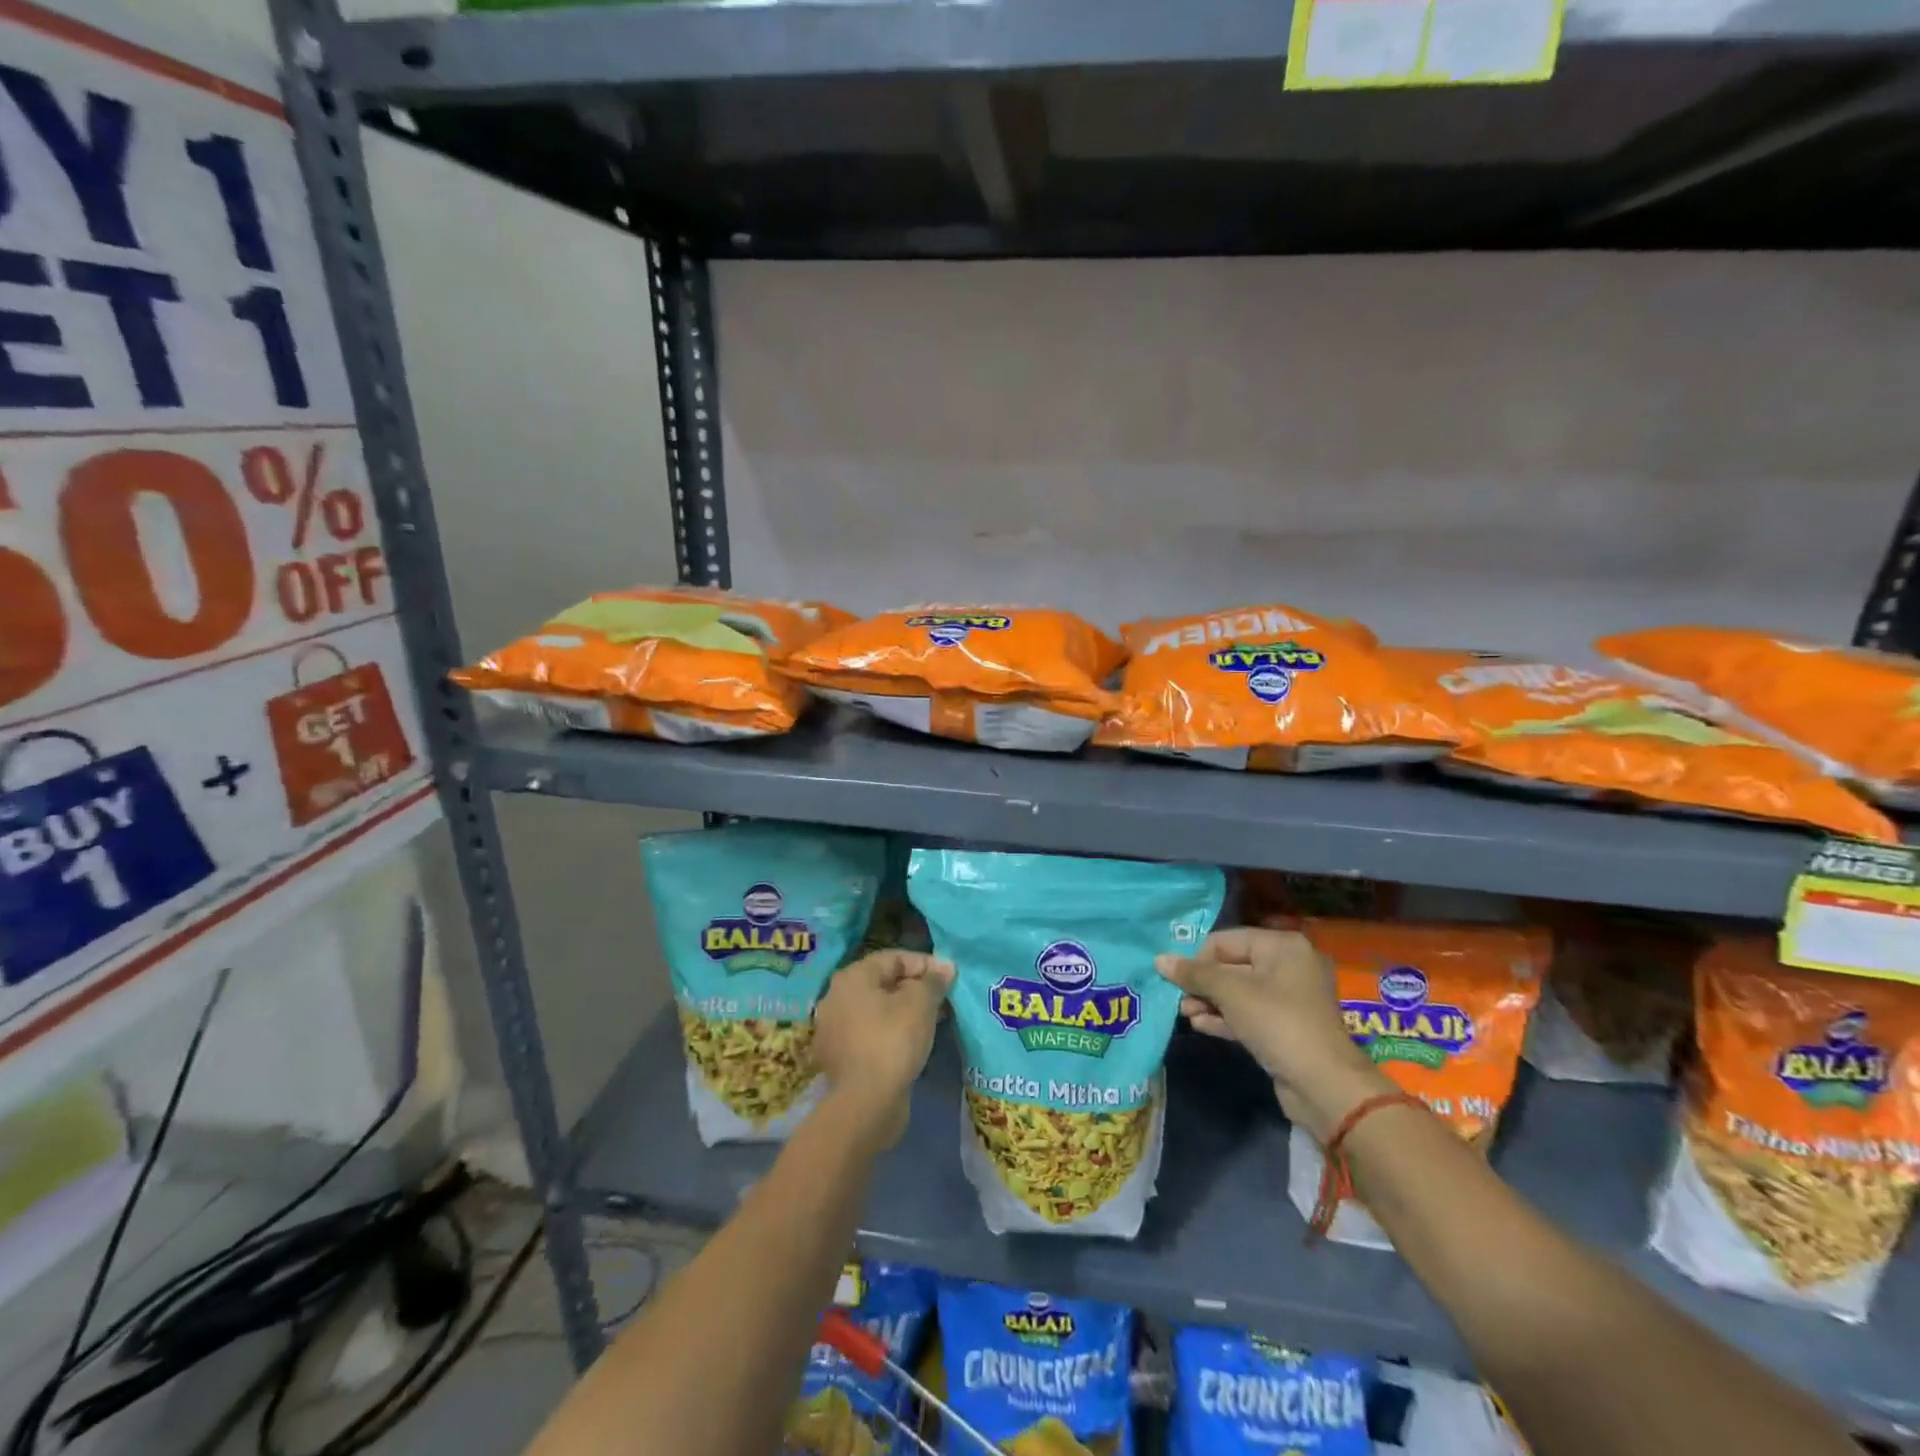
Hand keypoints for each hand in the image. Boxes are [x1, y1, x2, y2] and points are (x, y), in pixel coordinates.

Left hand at [813, 949, 953, 1148]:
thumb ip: (933, 981)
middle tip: (943, 999)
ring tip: (932, 1021)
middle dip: (915, 988)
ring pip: (876, 1010)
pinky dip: (891, 1033)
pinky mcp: (839, 1058)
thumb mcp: (921, 1004)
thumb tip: (945, 966)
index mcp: (852, 977)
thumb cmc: (893, 1040)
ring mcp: (834, 1030)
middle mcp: (836, 997)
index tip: (948, 977)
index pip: (893, 958)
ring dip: (904, 1011)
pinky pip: (870, 1034)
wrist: (865, 1103)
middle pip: (882, 983)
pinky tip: (912, 1043)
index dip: (924, 963)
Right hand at [1158, 927, 1388, 1139]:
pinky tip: (1200, 1025)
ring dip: (1209, 1002)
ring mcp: (1289, 999)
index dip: (1198, 957)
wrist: (1323, 1085)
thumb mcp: (1230, 992)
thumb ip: (1194, 974)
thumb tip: (1159, 959)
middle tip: (1177, 999)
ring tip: (1185, 1014)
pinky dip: (1224, 1017)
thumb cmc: (1276, 1022)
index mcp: (1282, 946)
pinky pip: (1248, 1014)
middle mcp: (1288, 966)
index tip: (1175, 978)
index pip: (1226, 940)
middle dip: (1202, 983)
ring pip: (1238, 992)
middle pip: (1232, 965)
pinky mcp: (1285, 1028)